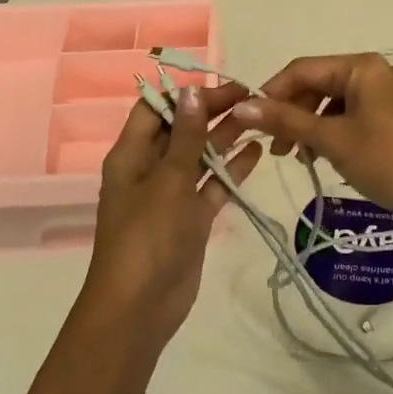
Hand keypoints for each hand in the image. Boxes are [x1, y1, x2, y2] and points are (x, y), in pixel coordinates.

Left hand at [83, 82, 262, 350]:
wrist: (140, 308)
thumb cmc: (147, 237)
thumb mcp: (168, 180)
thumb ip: (185, 136)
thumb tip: (192, 92)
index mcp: (131, 155)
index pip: (155, 109)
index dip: (186, 94)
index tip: (222, 85)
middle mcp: (150, 169)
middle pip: (181, 129)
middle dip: (212, 112)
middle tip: (252, 96)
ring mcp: (171, 194)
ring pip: (200, 156)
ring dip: (225, 137)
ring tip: (260, 117)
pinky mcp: (191, 218)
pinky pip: (212, 185)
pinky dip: (231, 170)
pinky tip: (256, 153)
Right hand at [230, 53, 392, 225]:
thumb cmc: (384, 161)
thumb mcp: (331, 139)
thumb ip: (285, 120)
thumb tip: (241, 106)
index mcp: (364, 66)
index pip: (304, 68)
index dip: (273, 92)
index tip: (251, 121)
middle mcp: (379, 71)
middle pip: (321, 84)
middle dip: (294, 113)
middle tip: (278, 149)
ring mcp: (392, 93)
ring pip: (337, 102)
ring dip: (312, 125)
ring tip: (300, 158)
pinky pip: (356, 114)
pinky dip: (335, 131)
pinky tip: (326, 156)